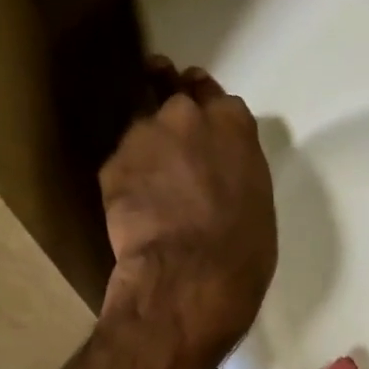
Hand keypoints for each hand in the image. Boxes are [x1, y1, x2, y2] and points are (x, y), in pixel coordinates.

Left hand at [99, 61, 275, 368]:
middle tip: (170, 138)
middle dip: (171, 116)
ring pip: (142, 131)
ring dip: (147, 151)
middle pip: (173, 100)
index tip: (196, 106)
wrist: (190, 275)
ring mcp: (145, 136)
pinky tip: (134, 209)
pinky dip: (127, 180)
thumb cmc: (242, 247)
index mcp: (233, 123)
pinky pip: (122, 165)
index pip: (212, 93)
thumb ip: (234, 166)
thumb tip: (217, 171)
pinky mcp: (113, 164)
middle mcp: (186, 116)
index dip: (202, 100)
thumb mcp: (255, 197)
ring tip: (150, 186)